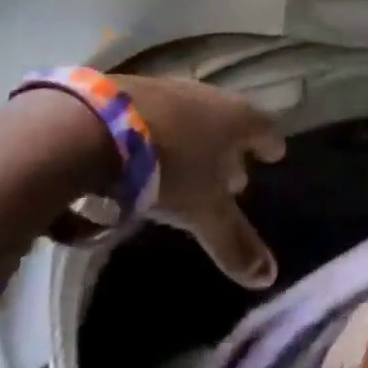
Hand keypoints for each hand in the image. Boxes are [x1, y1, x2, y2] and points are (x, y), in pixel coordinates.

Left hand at [116, 75, 286, 288]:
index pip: (265, 129)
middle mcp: (207, 97)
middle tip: (233, 175)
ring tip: (188, 166)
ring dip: (194, 141)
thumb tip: (269, 277)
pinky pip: (155, 115)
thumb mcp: (203, 211)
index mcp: (235, 119)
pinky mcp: (126, 90)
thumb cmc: (167, 168)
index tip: (276, 154)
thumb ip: (234, 242)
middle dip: (231, 149)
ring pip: (191, 117)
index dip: (270, 144)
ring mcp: (166, 90)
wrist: (91, 126)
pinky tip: (144, 154)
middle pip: (228, 122)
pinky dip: (159, 134)